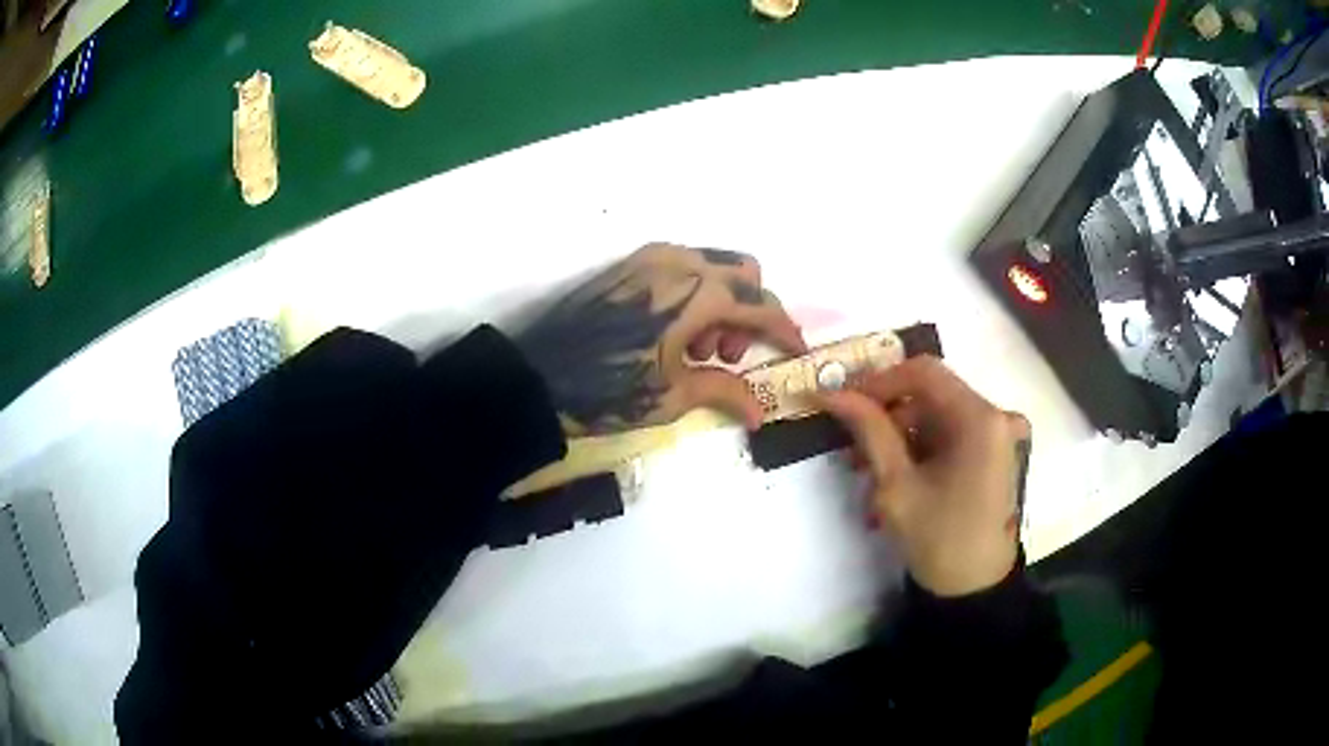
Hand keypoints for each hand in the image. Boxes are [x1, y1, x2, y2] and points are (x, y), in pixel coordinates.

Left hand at [516, 243, 806, 435]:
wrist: (537, 376)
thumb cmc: (609, 390)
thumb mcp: (673, 396)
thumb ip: (725, 392)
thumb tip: (760, 413)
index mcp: (699, 293)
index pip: (761, 307)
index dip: (785, 331)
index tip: (796, 353)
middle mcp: (681, 262)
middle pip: (744, 275)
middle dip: (750, 313)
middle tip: (726, 355)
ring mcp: (653, 259)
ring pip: (714, 267)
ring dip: (723, 303)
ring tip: (695, 350)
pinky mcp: (632, 265)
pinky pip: (684, 268)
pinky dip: (696, 294)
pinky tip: (673, 334)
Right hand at [818, 357, 1029, 596]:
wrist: (976, 590)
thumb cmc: (939, 539)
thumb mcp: (897, 486)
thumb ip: (869, 431)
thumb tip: (832, 392)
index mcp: (981, 419)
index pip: (924, 372)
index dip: (879, 382)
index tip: (845, 404)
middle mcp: (997, 416)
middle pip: (932, 393)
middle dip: (887, 415)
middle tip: (851, 447)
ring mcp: (999, 435)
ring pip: (938, 415)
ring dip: (900, 435)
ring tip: (867, 470)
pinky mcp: (996, 453)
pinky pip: (951, 434)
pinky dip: (920, 448)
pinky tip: (897, 477)